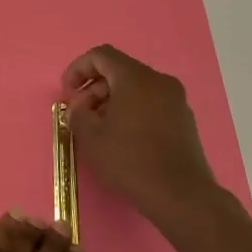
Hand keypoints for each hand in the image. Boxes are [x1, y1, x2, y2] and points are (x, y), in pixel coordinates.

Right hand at [62, 44, 220, 230]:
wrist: (181, 196)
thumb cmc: (131, 161)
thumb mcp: (91, 137)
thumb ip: (77, 113)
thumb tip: (78, 107)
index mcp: (135, 77)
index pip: (101, 55)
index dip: (78, 69)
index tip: (67, 93)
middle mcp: (159, 81)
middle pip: (119, 71)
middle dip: (94, 88)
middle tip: (81, 113)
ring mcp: (176, 100)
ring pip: (136, 88)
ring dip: (112, 100)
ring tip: (100, 128)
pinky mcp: (184, 120)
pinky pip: (151, 102)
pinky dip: (132, 110)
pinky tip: (123, 137)